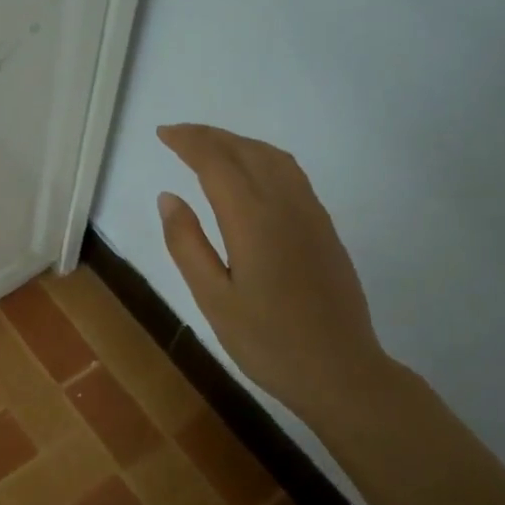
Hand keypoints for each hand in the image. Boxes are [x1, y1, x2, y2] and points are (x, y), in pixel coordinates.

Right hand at [156, 124, 394, 426]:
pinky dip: (262, 158)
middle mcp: (286, 205)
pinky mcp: (324, 228)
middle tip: (178, 134)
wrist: (341, 371)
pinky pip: (292, 174)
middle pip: (246, 151)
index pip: (216, 162)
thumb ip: (187, 244)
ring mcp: (311, 214)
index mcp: (253, 220)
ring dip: (238, 143)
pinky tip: (251, 173)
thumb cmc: (268, 342)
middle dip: (210, 136)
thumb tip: (168, 197)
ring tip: (210, 147)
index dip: (188, 142)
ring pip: (273, 158)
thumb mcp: (213, 299)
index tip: (163, 133)